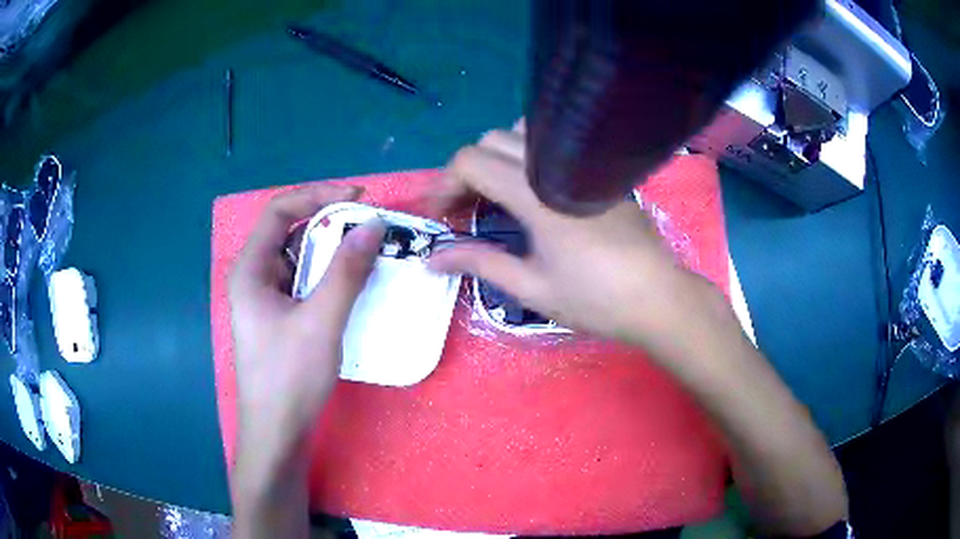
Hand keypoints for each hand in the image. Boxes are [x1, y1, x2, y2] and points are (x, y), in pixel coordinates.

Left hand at [228, 185, 384, 535]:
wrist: (277, 433)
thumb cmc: (289, 377)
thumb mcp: (320, 322)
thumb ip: (345, 272)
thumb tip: (373, 226)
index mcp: (251, 269)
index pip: (280, 211)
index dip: (318, 196)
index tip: (358, 199)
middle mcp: (254, 277)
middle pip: (290, 233)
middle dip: (330, 225)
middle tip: (370, 228)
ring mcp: (266, 299)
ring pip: (300, 260)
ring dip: (333, 254)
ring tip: (368, 255)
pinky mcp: (279, 318)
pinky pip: (305, 284)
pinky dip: (329, 278)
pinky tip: (353, 287)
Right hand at [428, 125, 719, 353]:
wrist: (658, 299)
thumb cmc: (596, 300)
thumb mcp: (531, 288)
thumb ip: (479, 263)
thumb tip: (433, 258)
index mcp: (537, 195)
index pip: (472, 161)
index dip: (445, 184)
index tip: (440, 216)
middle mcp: (556, 167)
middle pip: (491, 141)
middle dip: (466, 171)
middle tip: (463, 210)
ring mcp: (582, 164)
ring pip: (521, 134)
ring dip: (496, 157)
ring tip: (494, 195)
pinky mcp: (598, 171)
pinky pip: (551, 144)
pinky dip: (525, 156)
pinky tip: (530, 191)